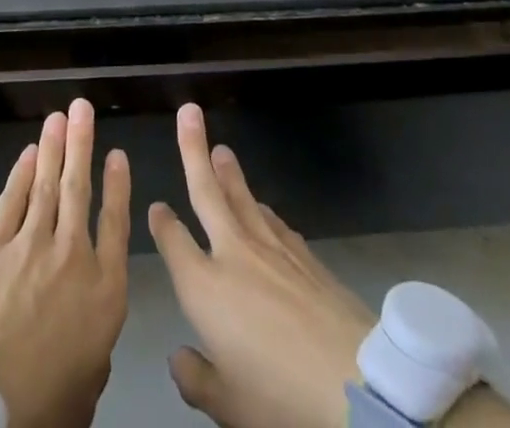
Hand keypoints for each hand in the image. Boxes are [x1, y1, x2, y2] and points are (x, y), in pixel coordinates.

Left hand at [0, 99, 130, 427]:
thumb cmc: (42, 405)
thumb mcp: (88, 384)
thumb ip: (95, 348)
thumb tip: (90, 336)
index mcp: (103, 291)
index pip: (116, 224)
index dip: (117, 186)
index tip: (118, 154)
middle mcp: (71, 256)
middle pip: (79, 189)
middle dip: (82, 144)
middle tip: (83, 108)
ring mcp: (30, 245)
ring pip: (45, 183)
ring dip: (53, 146)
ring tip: (59, 116)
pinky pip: (11, 200)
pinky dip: (20, 173)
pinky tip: (27, 153)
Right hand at [149, 104, 376, 427]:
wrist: (353, 384)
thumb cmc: (280, 397)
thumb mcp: (228, 406)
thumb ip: (197, 379)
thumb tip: (179, 358)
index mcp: (204, 288)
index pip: (174, 243)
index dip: (162, 223)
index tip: (156, 207)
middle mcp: (233, 254)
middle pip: (207, 192)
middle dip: (194, 149)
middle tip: (189, 112)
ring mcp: (271, 248)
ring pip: (242, 197)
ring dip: (229, 171)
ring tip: (220, 148)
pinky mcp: (304, 254)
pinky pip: (274, 221)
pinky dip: (261, 209)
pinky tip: (261, 206)